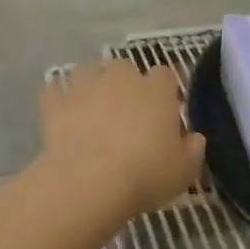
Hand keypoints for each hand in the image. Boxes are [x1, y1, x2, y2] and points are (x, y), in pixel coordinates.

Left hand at [38, 58, 205, 215]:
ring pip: (88, 70)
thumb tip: (195, 138)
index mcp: (157, 90)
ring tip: (91, 107)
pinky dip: (58, 98)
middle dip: (125, 83)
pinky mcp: (56, 103)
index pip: (165, 75)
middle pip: (125, 67)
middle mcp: (121, 78)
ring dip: (90, 83)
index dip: (164, 90)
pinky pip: (54, 90)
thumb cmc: (146, 174)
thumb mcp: (184, 170)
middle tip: (125, 111)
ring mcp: (85, 87)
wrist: (90, 181)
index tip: (163, 111)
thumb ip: (194, 149)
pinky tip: (61, 113)